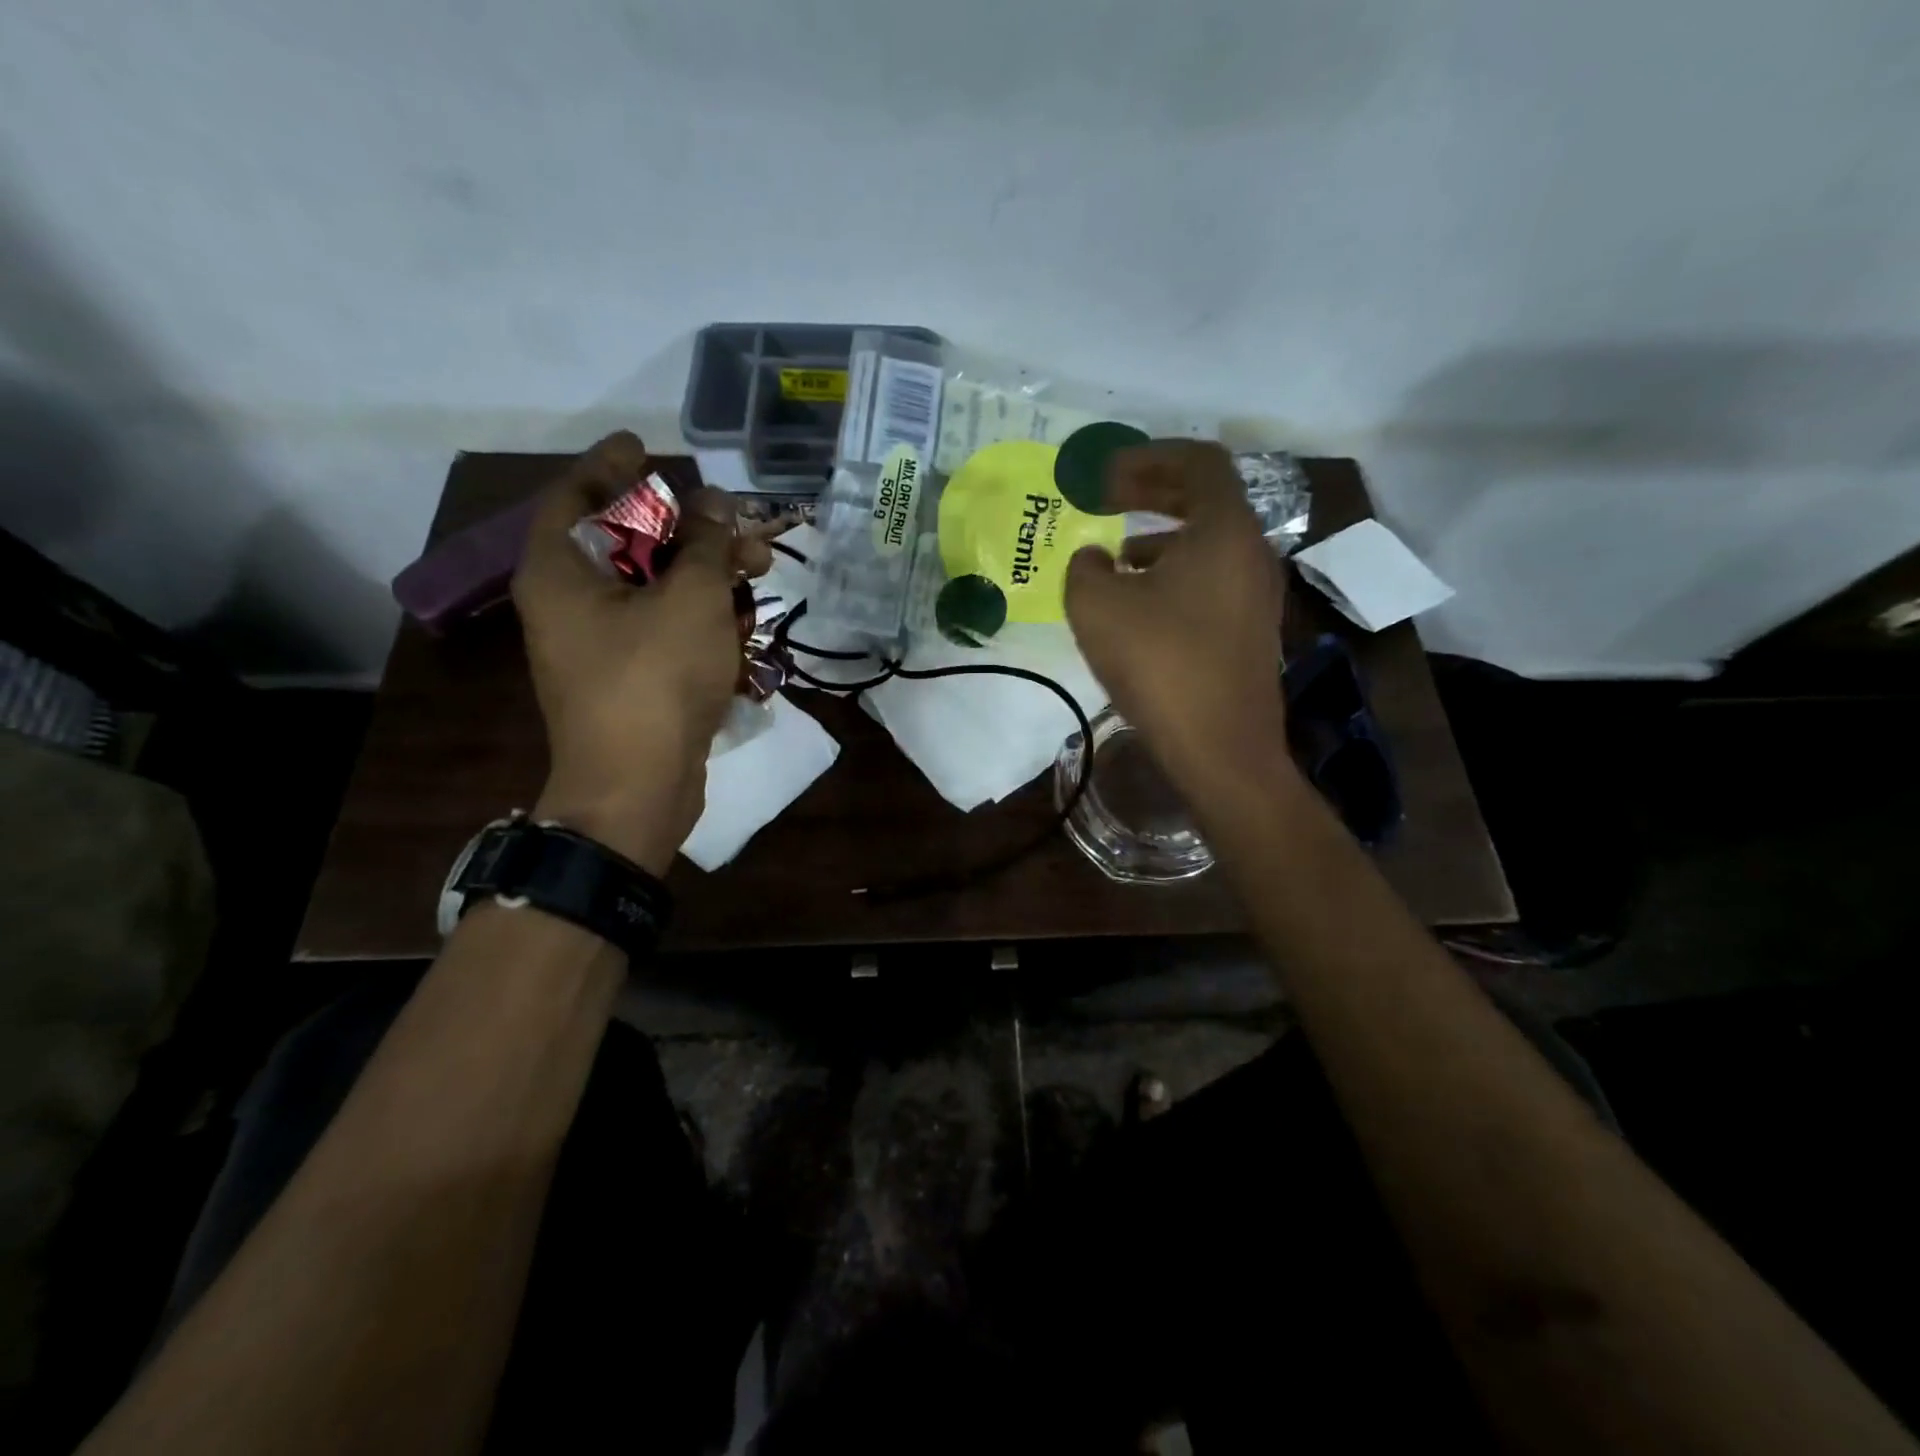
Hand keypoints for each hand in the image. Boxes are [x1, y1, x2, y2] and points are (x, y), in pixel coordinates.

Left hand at [512, 432, 768, 873]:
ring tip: (761, 568)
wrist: (637, 788)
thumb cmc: (654, 681)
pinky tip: (743, 616)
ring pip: (653, 587)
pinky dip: (699, 613)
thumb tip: (716, 505)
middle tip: (736, 519)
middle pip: (626, 541)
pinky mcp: (630, 677)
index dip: (613, 464)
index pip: (577, 494)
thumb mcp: (691, 599)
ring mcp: (600, 644)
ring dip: (705, 572)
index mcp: (561, 571)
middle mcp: (570, 602)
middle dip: (687, 526)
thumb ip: (707, 543)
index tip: (645, 444)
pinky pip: (663, 626)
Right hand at [1064, 440, 1289, 795]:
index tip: (1105, 475)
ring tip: (1115, 556)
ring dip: (1160, 537)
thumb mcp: (1097, 606)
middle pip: (1205, 499)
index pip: (1197, 461)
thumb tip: (1095, 559)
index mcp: (1224, 530)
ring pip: (1207, 543)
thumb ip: (1085, 567)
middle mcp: (1251, 553)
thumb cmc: (1160, 663)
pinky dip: (1173, 573)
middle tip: (1107, 498)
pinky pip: (1210, 579)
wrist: (1219, 747)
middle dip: (1152, 492)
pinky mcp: (1249, 630)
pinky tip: (1138, 604)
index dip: (1147, 457)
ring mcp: (1256, 594)